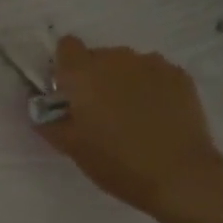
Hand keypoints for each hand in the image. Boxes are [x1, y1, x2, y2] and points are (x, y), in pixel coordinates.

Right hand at [38, 35, 222, 217]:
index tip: (69, 94)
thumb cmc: (117, 162)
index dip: (65, 68)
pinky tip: (158, 117)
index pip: (67, 46)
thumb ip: (50, 124)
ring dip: (124, 82)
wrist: (180, 176)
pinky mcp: (180, 75)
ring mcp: (152, 63)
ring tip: (133, 118)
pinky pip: (155, 74)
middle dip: (95, 79)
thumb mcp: (72, 149)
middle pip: (99, 57)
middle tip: (101, 114)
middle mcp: (117, 58)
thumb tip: (43, 113)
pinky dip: (151, 89)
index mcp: (84, 73)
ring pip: (128, 65)